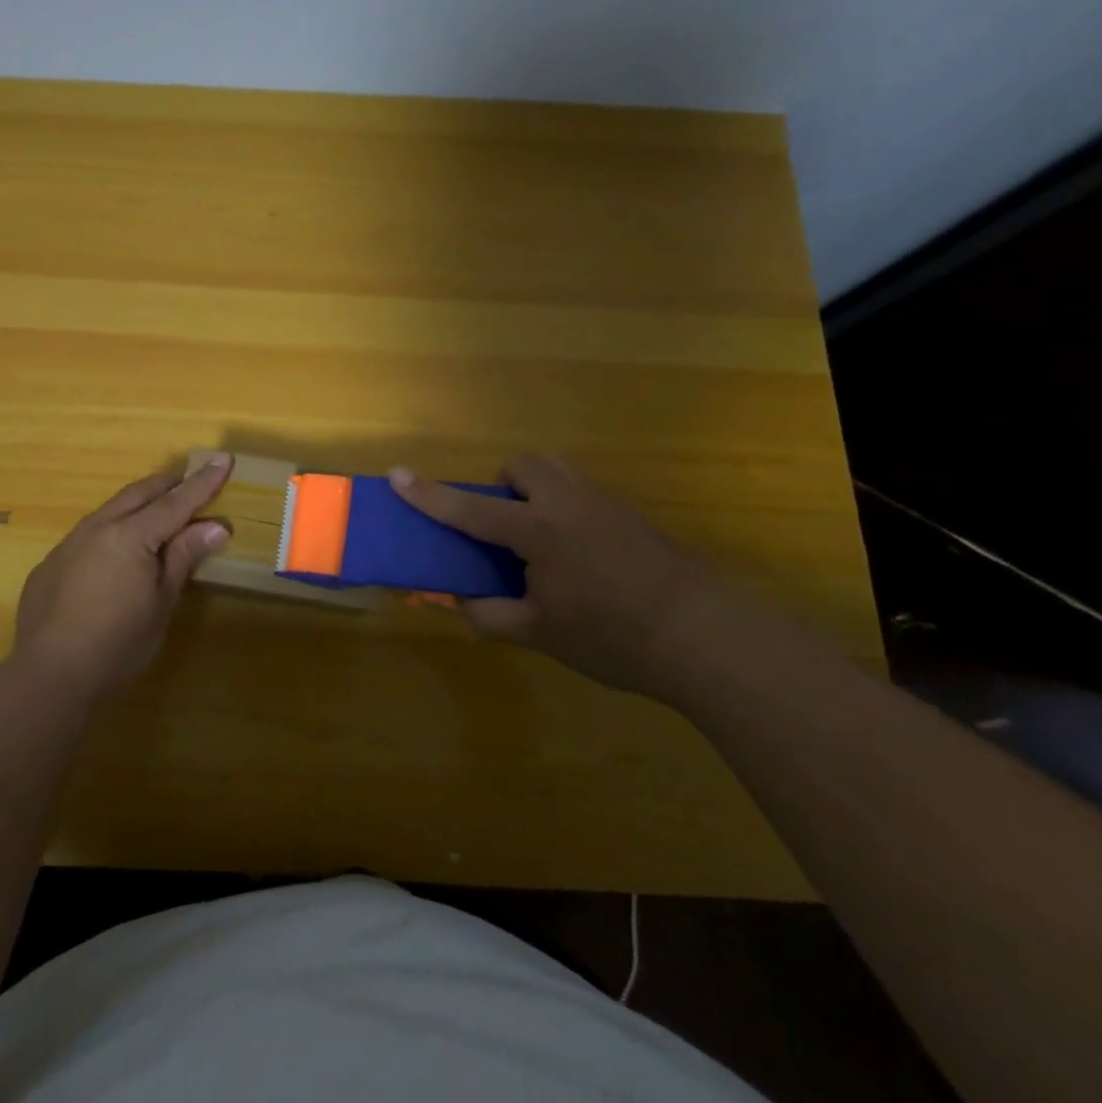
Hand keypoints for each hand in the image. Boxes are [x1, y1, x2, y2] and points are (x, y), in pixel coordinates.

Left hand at [12, 456, 232, 701]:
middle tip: (191, 475)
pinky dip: (113, 528)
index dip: (203, 482)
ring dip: (138, 502)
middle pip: (140, 493)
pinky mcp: (51, 563)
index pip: (176, 501)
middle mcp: (98, 527)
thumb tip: (216, 525)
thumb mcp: (161, 602)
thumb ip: (184, 557)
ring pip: (111, 508)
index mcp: (131, 535)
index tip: (224, 458)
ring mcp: (70, 543)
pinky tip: (117, 550)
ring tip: (157, 506)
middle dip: (169, 482)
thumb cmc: (118, 643)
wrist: (49, 676)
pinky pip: (89, 532)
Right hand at [389, 455, 727, 698]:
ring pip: (557, 472)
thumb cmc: (613, 636)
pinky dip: (568, 509)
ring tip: (544, 542)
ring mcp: (604, 502)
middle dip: (505, 488)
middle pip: (522, 466)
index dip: (429, 495)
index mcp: (537, 531)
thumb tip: (462, 602)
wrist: (705, 634)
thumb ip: (492, 615)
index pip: (469, 510)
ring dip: (537, 492)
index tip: (396, 475)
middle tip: (509, 530)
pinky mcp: (632, 513)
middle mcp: (567, 502)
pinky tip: (586, 557)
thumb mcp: (541, 634)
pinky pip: (584, 492)